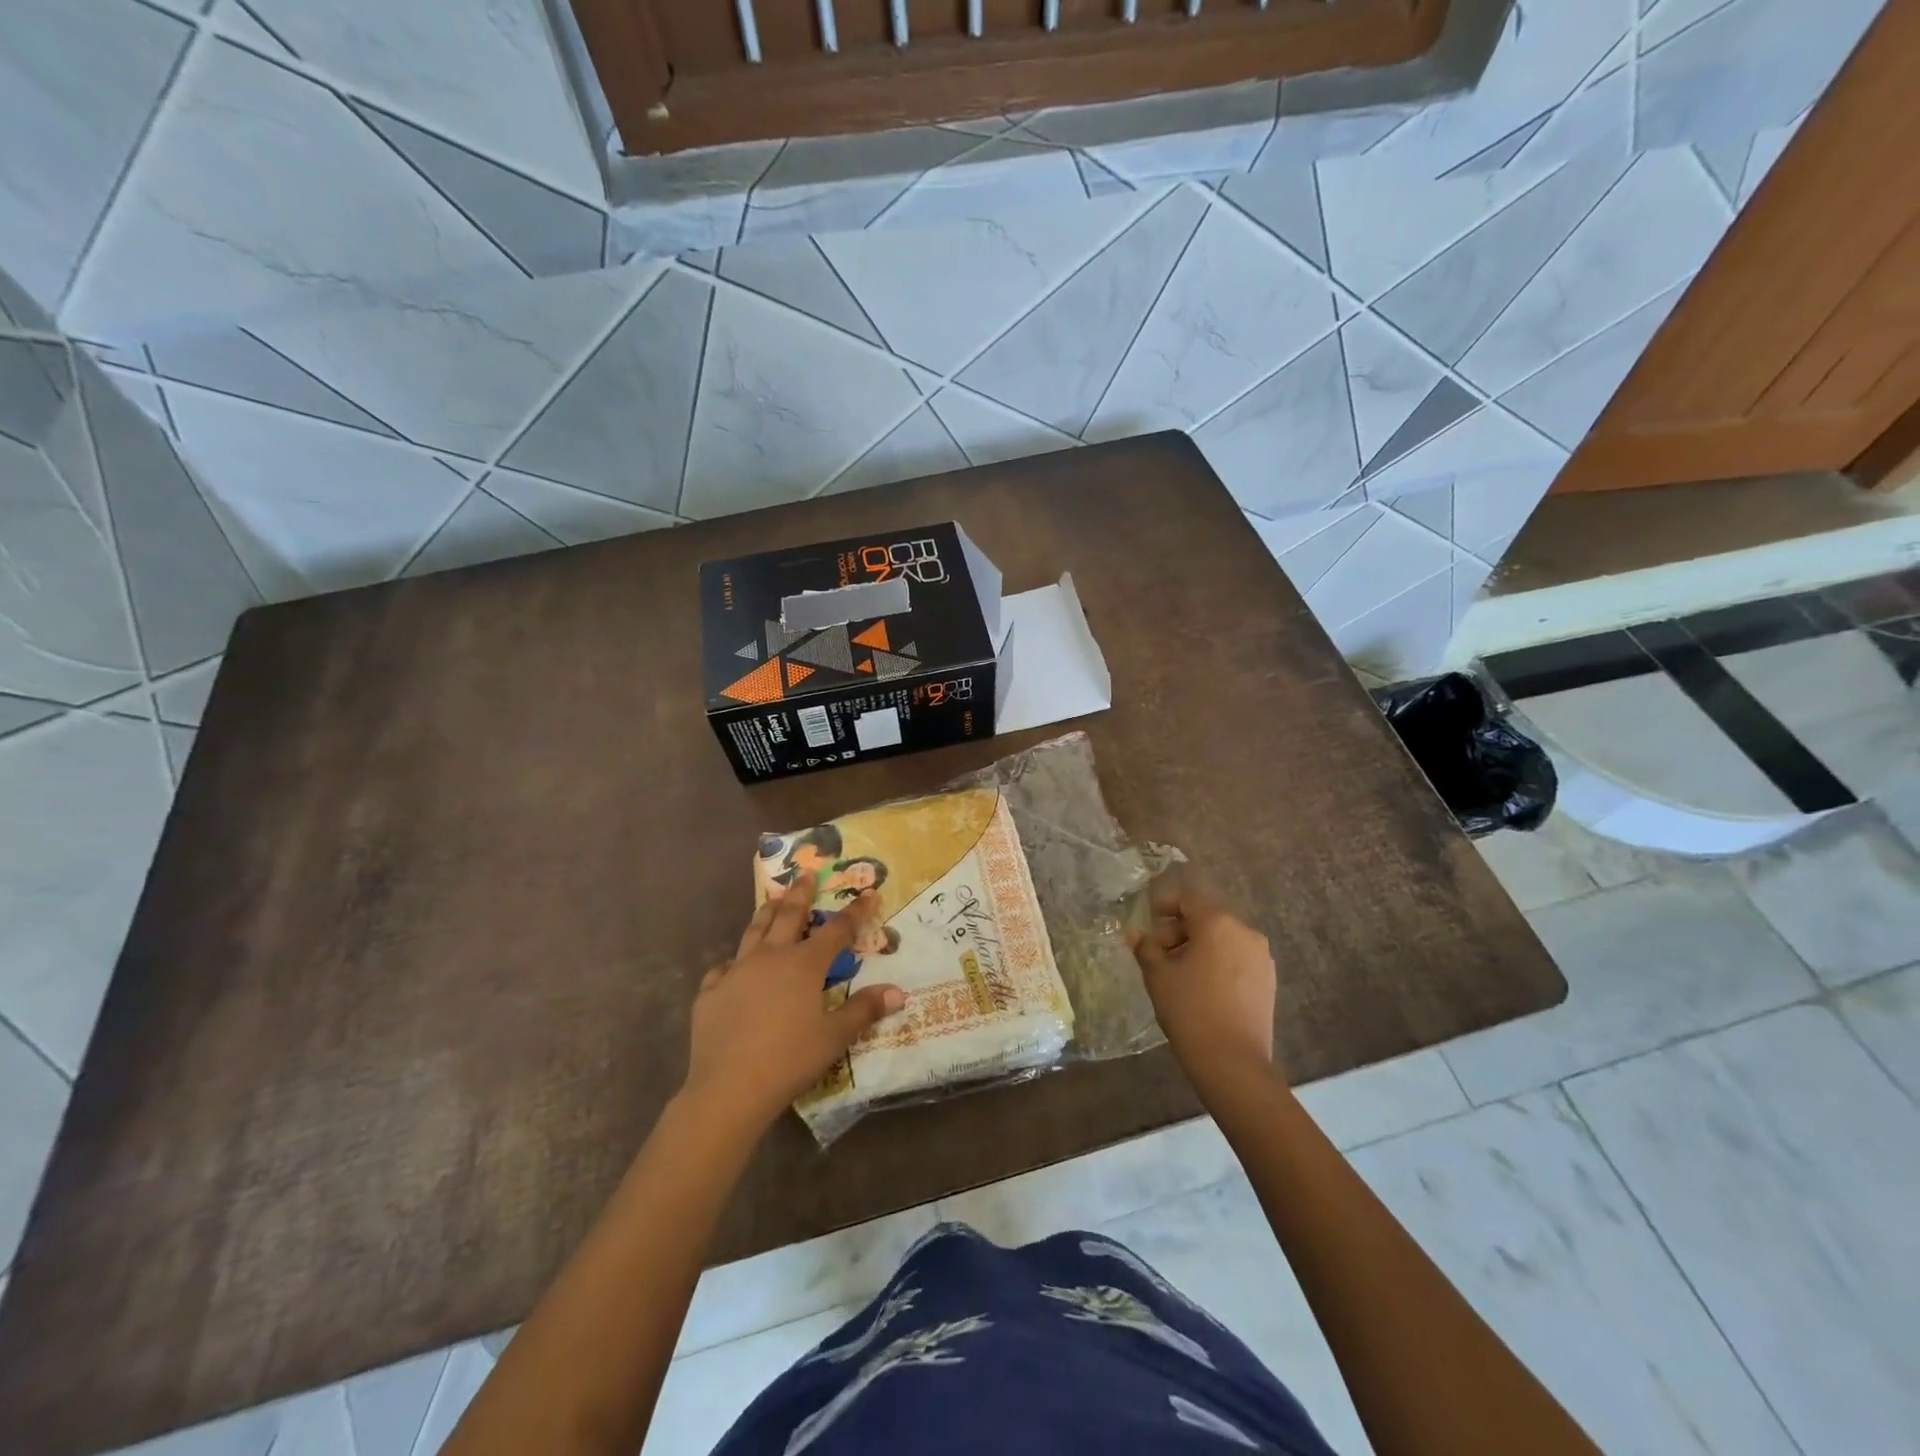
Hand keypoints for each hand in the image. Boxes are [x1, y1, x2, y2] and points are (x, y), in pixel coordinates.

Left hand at [682, 872, 906, 1132]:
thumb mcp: (835, 1037)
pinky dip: (733, 963)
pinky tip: (733, 967)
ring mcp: (736, 972)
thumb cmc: (789, 1060)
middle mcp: (770, 957)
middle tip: (806, 874)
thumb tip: (898, 992)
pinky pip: (723, 969)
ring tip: (772, 899)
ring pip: (753, 932)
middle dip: (801, 894)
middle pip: (788, 916)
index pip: (837, 930)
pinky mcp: (710, 993)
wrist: (729, 1088)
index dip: (855, 911)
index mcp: (803, 965)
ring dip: (766, 913)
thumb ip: (865, 1010)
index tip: (869, 893)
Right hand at [1129, 877, 1277, 1086]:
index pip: (1188, 897)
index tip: (1150, 919)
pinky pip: (1237, 957)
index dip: (1166, 903)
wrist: (1233, 1062)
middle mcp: (1245, 931)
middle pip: (1207, 917)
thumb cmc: (1190, 1009)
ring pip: (1223, 938)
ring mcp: (1261, 956)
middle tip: (1158, 952)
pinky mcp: (1268, 979)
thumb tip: (1135, 934)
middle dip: (1180, 928)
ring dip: (1199, 945)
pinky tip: (1202, 985)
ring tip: (1179, 971)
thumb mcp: (1158, 975)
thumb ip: (1146, 948)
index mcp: (1218, 923)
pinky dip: (1218, 961)